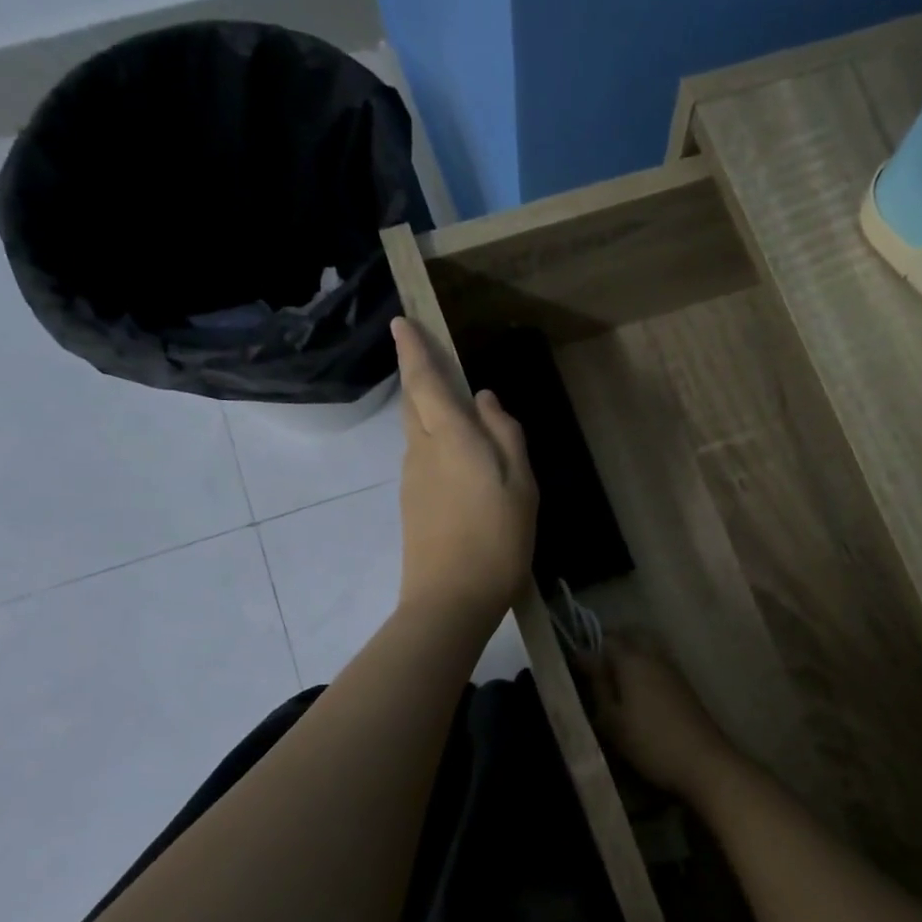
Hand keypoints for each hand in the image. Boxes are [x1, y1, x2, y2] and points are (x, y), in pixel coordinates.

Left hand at [391, 316, 537, 630]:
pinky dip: (432, 441)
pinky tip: (455, 457)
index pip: (425, 381)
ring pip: (415, 431)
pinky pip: (420, 457)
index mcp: (451, 438)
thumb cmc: (496, 539)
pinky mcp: (411, 505)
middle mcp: (422, 451)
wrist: (450, 600)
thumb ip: (506, 436)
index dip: (413, 350)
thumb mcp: (520, 486)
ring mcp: (412, 480)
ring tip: (449, 406)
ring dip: (426, 410)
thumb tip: (485, 400)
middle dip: (416, 375)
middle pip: (414, 403)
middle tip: (426, 355)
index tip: (400, 321)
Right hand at [581, 635, 743, 799]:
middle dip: (612, 644)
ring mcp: (673, 669)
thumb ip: (598, 686)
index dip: (588, 650)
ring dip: (630, 654)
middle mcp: (654, 656)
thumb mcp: (613, 720)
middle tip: (596, 667)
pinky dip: (644, 666)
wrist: (703, 762)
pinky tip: (636, 690)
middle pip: (631, 635)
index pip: (606, 640)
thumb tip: (586, 661)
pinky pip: (658, 662)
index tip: (574, 668)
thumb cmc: (650, 742)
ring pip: (647, 647)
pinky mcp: (684, 684)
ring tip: (614, 681)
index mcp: (632, 660)